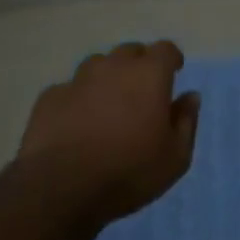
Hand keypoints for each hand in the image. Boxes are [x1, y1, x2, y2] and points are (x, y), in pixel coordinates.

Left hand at [18, 40, 199, 227]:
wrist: (61, 190)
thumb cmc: (129, 171)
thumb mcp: (176, 156)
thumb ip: (186, 121)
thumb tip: (190, 97)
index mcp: (149, 75)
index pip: (165, 49)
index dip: (171, 59)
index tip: (174, 72)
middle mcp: (113, 67)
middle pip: (130, 51)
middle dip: (139, 65)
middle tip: (141, 91)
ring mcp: (77, 80)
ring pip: (97, 66)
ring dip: (107, 78)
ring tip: (108, 104)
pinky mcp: (49, 98)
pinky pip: (69, 89)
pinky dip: (78, 99)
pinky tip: (76, 122)